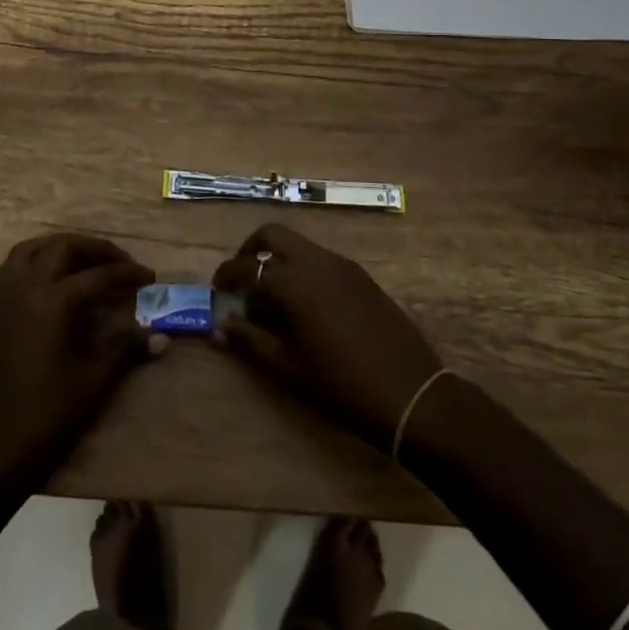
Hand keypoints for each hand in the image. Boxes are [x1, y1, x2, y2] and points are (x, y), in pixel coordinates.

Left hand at [0, 232, 156, 486]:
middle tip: (119, 263)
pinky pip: (4, 272)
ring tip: (82, 260)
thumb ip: (126, 348)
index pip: (100, 275)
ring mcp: (1, 296)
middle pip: (65, 248)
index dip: (128, 274)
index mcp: (55, 300)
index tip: (149, 277)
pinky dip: (24, 266)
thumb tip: (161, 337)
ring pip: (31, 249)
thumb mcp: (95, 378)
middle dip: (95, 250)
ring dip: (59, 248)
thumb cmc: (49, 413)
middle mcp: (26, 285)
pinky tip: (38, 279)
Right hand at [213, 223, 442, 450]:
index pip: (247, 266)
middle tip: (242, 279)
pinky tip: (304, 303)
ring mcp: (342, 265)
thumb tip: (222, 326)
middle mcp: (316, 261)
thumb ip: (251, 341)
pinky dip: (302, 268)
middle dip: (251, 250)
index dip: (227, 274)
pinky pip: (321, 258)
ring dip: (278, 258)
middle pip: (273, 234)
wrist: (412, 394)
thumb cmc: (342, 387)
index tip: (216, 288)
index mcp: (294, 282)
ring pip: (299, 245)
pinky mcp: (361, 275)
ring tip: (271, 296)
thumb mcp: (289, 369)